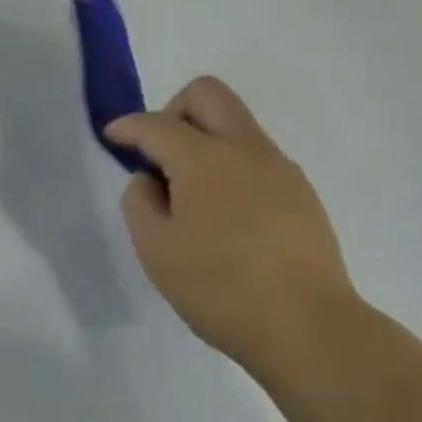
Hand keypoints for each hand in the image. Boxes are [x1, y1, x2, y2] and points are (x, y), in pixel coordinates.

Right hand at [106, 76, 354, 371]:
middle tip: (160, 153)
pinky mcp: (300, 191)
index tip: (112, 136)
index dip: (127, 126)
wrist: (308, 327)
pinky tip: (226, 213)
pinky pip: (256, 155)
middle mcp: (244, 148)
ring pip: (235, 122)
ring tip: (192, 192)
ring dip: (205, 137)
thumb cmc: (220, 288)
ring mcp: (279, 167)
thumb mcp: (155, 250)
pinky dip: (230, 164)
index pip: (156, 123)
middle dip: (173, 109)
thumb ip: (139, 202)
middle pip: (207, 94)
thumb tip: (150, 180)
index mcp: (203, 158)